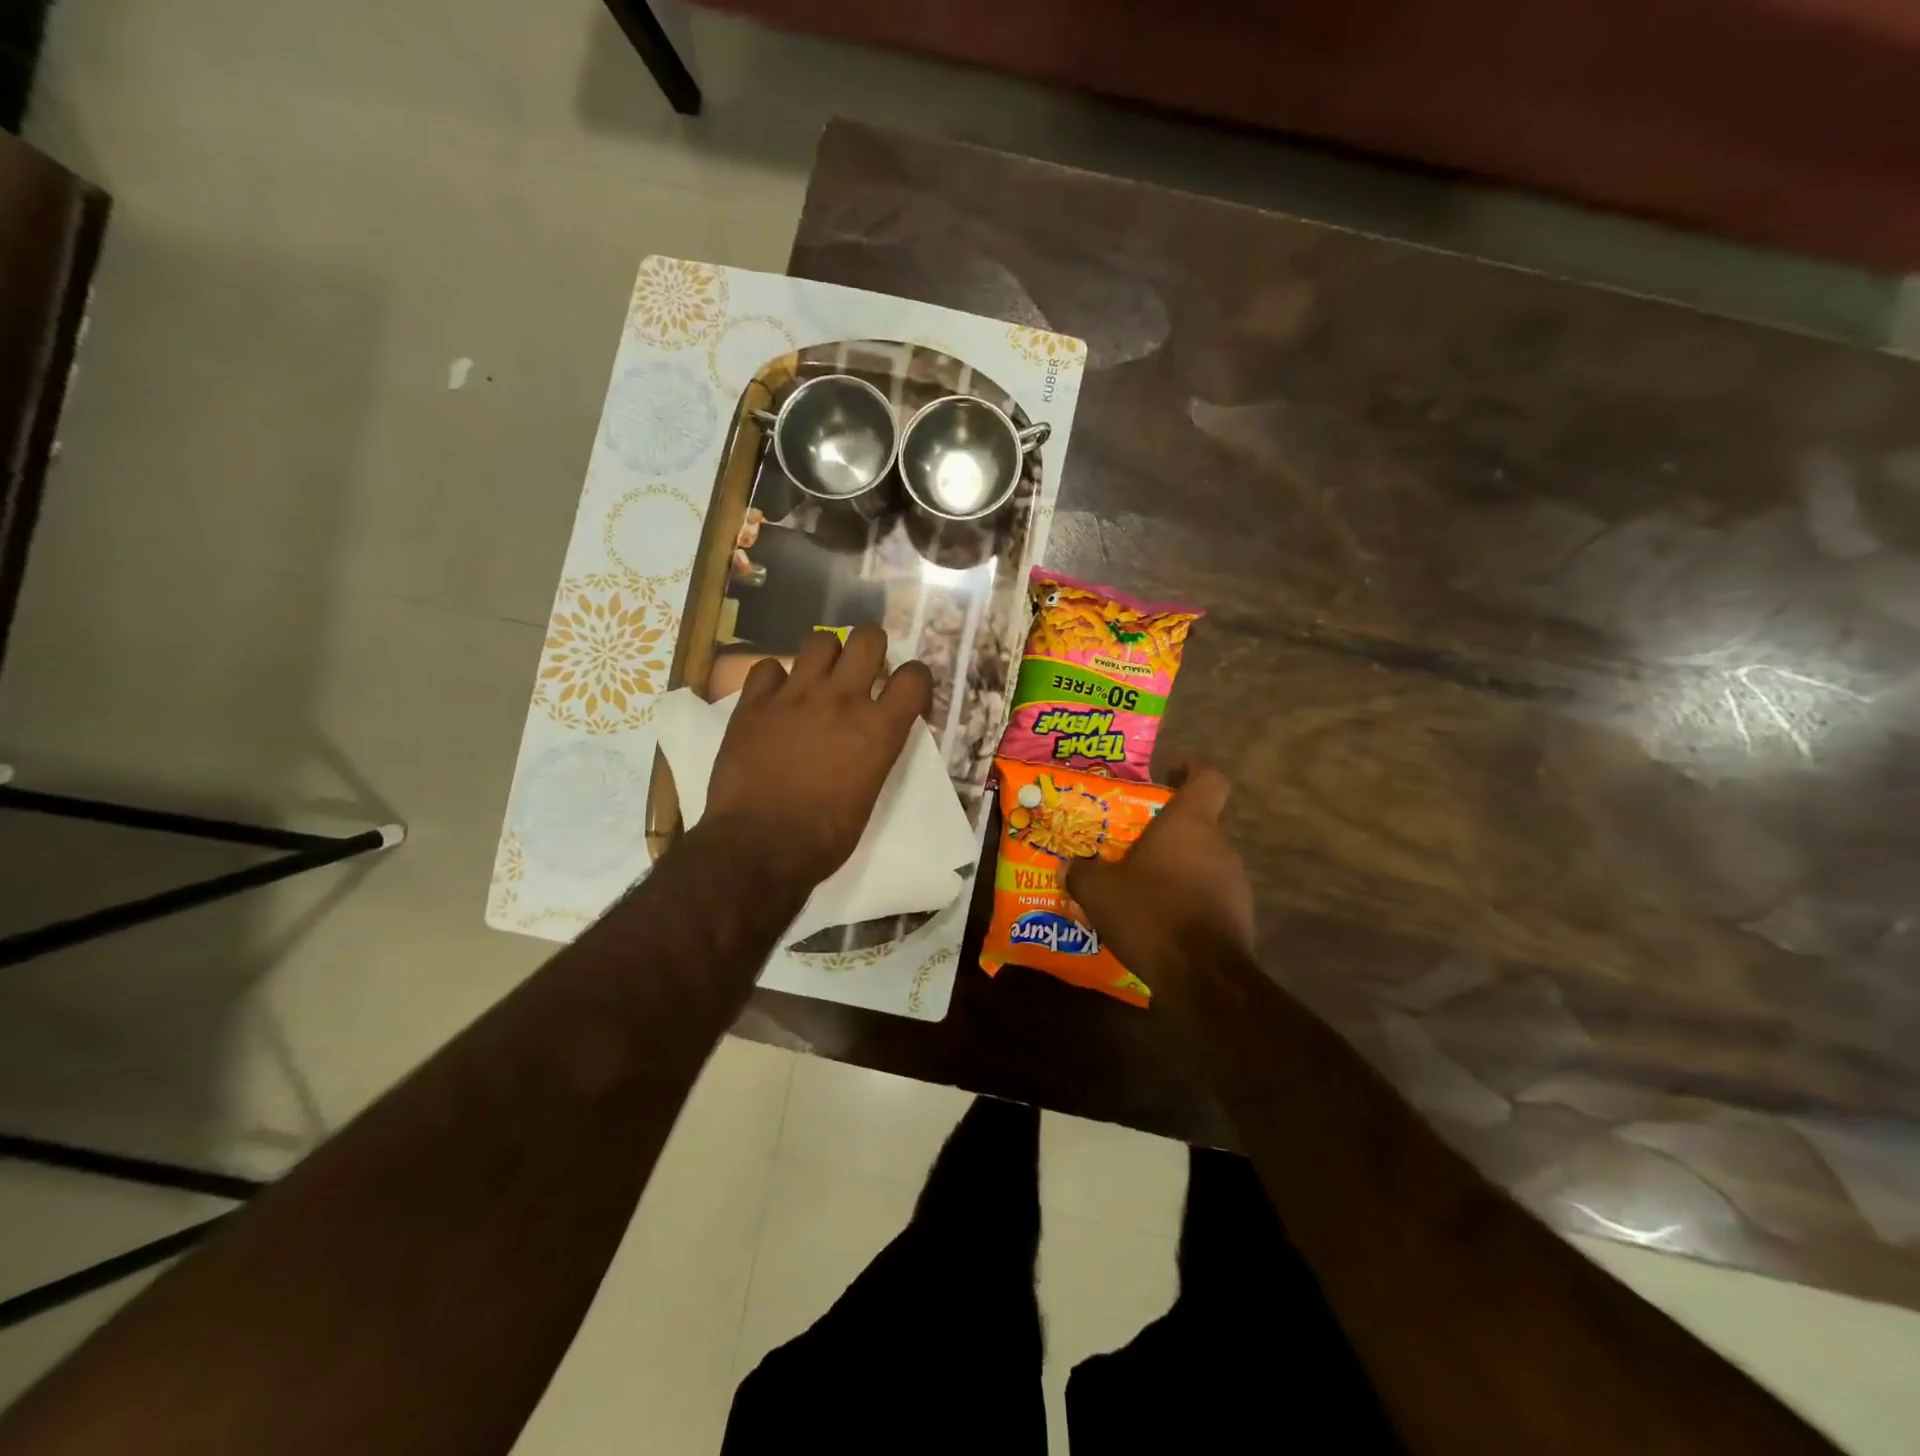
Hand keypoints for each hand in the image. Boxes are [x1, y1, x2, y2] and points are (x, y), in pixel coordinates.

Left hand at [705, 625, 933, 890]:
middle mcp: (842, 699)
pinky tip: (775, 699)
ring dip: (825, 656)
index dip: (915, 680)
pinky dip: (775, 679)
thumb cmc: (824, 837)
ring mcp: (795, 695)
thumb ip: (875, 751)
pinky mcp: (754, 702)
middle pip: (868, 637)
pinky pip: (768, 666)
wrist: (759, 847)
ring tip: (818, 680)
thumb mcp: (870, 793)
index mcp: (879, 729)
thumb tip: (870, 736)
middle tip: (862, 673)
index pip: (915, 676)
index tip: (905, 696)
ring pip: (820, 640)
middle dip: (870, 649)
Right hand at [1066, 762, 1254, 995]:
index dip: (1192, 768)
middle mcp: (1219, 844)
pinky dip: (1187, 897)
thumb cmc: (1151, 913)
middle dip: (1169, 828)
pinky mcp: (1239, 914)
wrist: (1202, 976)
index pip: (1208, 778)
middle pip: (1200, 821)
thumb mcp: (1099, 891)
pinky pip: (1209, 892)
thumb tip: (1068, 865)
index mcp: (1190, 823)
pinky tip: (1159, 917)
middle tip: (1133, 840)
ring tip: (1141, 884)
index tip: (1170, 772)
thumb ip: (1081, 872)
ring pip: (1204, 858)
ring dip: (1177, 865)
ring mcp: (1235, 880)